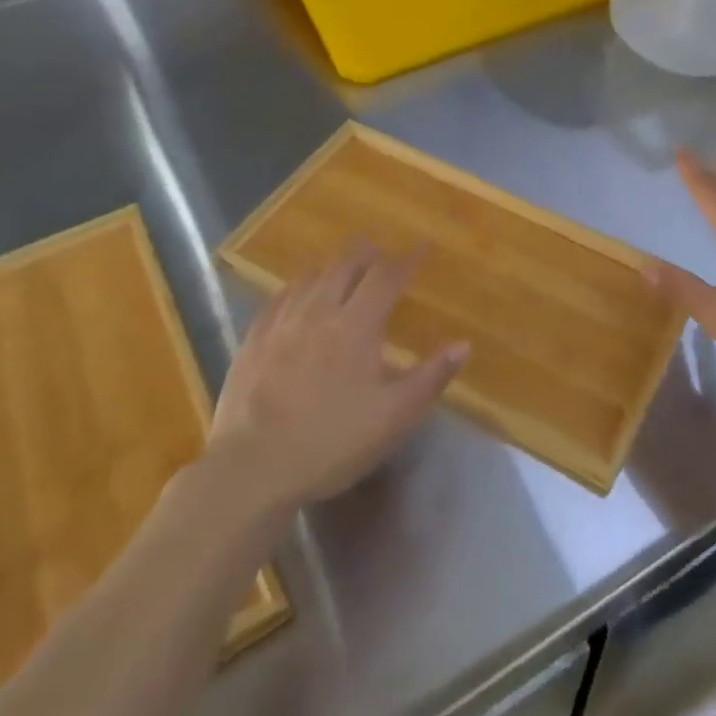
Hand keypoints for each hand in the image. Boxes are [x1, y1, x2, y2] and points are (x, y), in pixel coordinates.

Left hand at [209, 247, 466, 509]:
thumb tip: (463, 344)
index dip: (406, 260)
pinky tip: (295, 292)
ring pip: (310, 278)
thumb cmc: (333, 441)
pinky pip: (277, 299)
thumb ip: (430, 377)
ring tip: (341, 264)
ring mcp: (281, 324)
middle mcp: (319, 312)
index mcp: (356, 325)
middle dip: (366, 254)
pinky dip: (295, 286)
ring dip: (331, 266)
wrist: (254, 467)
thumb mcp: (394, 417)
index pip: (386, 277)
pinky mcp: (253, 341)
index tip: (421, 248)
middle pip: (345, 267)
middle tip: (379, 249)